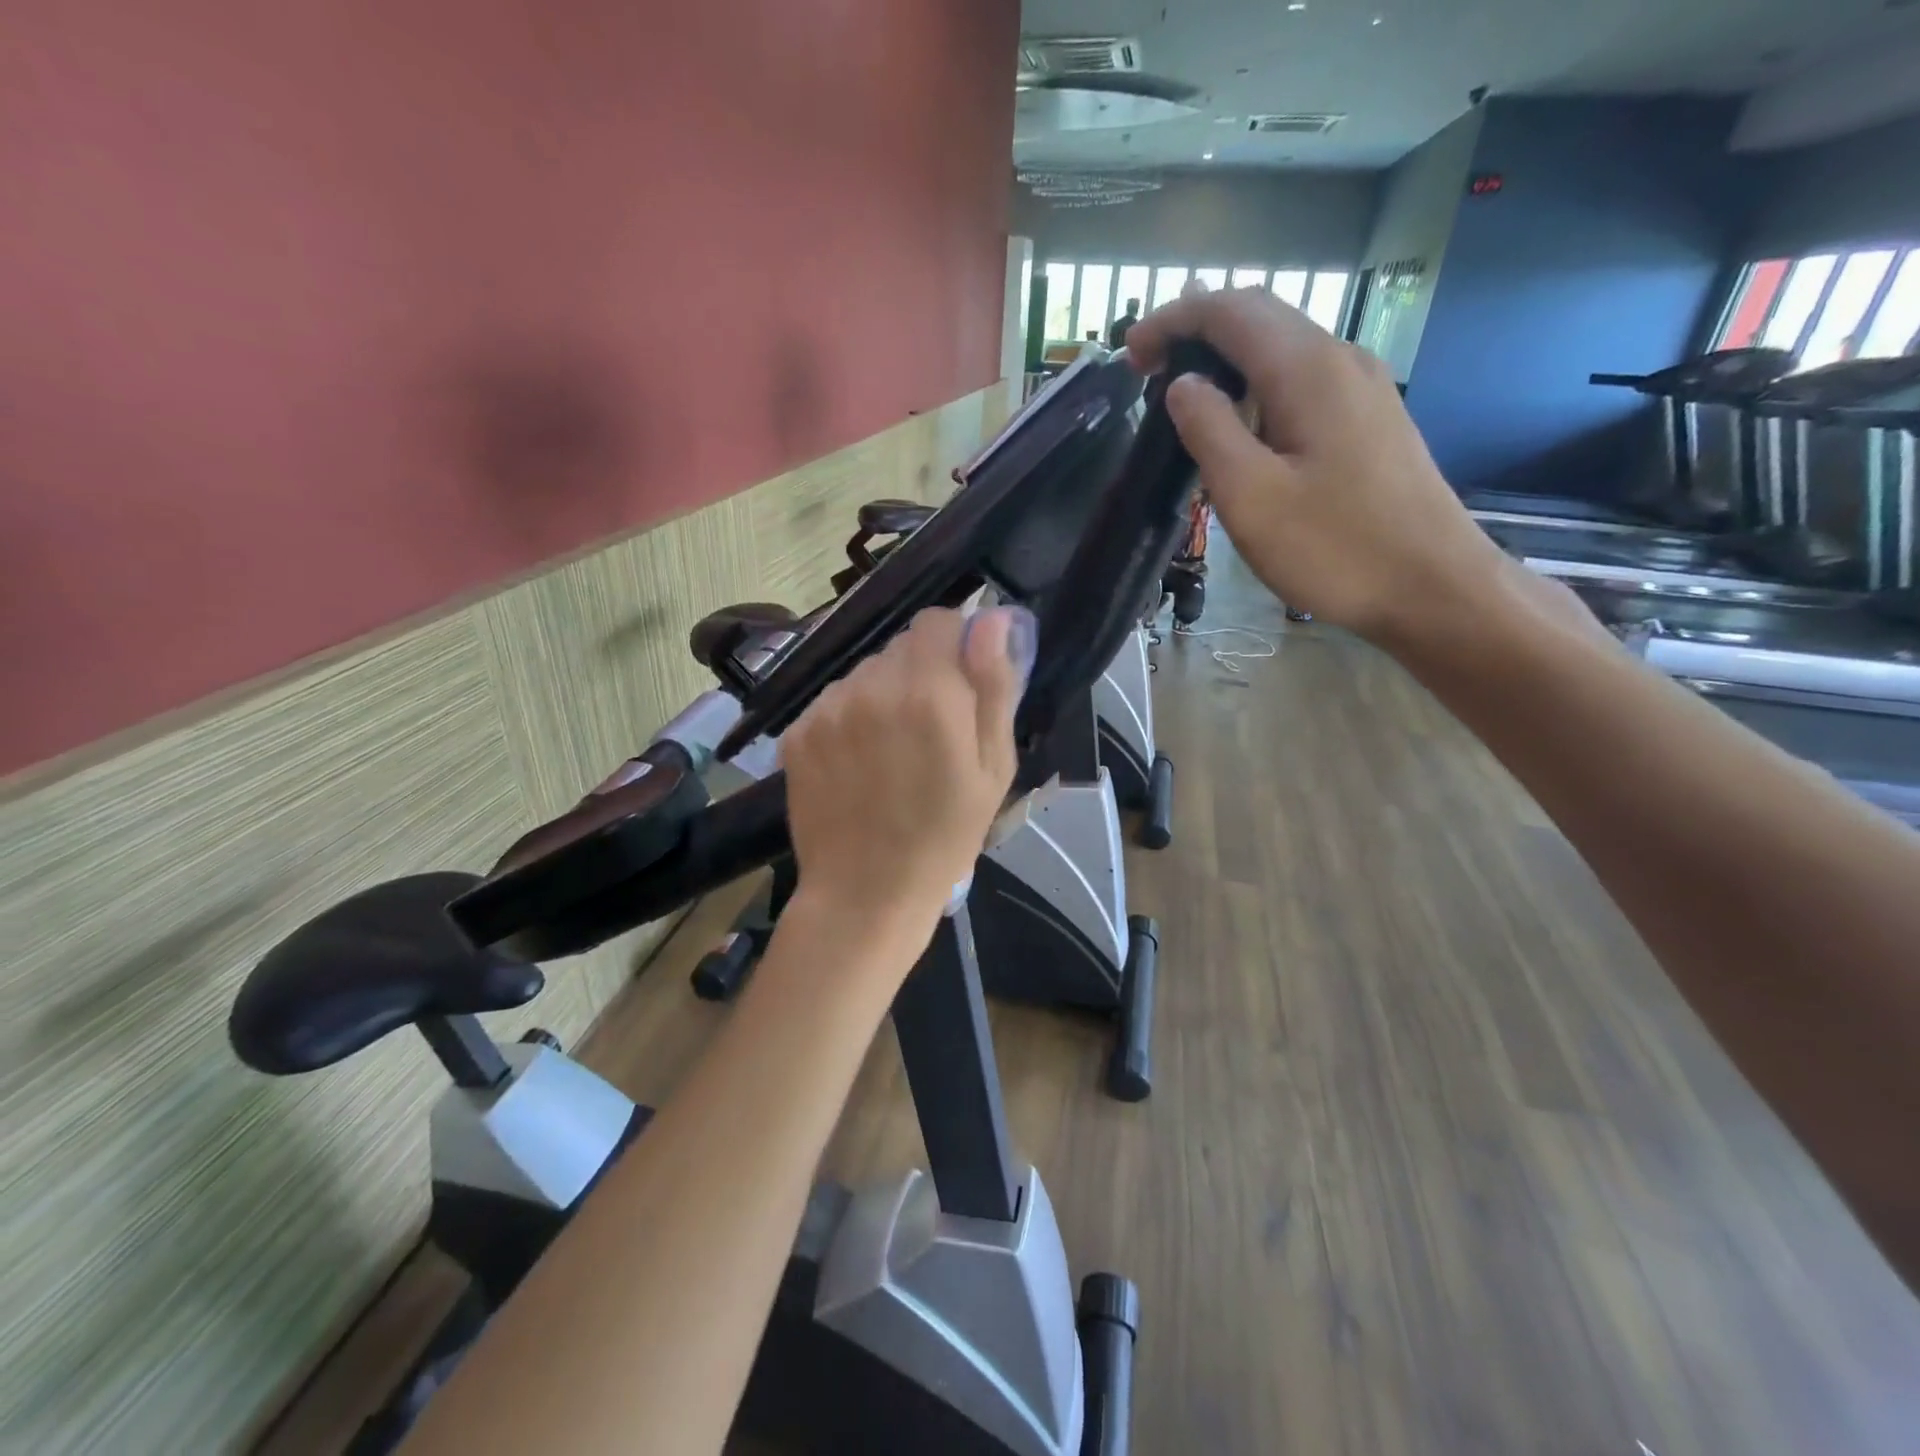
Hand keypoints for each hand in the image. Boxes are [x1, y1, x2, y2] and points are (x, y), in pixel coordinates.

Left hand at [781, 604, 1032, 952]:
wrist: (864, 893)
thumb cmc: (945, 836)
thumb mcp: (993, 768)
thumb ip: (993, 686)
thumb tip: (990, 620)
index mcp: (928, 693)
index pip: (938, 621)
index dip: (955, 644)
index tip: (961, 682)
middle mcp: (871, 687)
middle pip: (900, 646)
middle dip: (921, 672)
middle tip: (929, 728)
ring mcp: (827, 708)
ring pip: (865, 672)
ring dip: (882, 695)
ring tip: (889, 751)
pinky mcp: (797, 731)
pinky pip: (833, 701)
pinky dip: (849, 718)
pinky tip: (856, 763)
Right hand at [1125, 288, 1507, 646]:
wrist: (1432, 586)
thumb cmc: (1335, 548)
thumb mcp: (1251, 497)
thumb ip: (1209, 431)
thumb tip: (1182, 385)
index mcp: (1307, 370)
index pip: (1230, 311)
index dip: (1173, 319)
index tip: (1129, 352)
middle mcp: (1340, 360)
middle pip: (1260, 316)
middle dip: (1196, 329)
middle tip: (1147, 367)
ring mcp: (1362, 388)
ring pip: (1282, 346)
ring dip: (1226, 356)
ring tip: (1183, 394)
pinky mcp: (1369, 418)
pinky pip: (1302, 378)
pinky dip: (1256, 382)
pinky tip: (1240, 422)